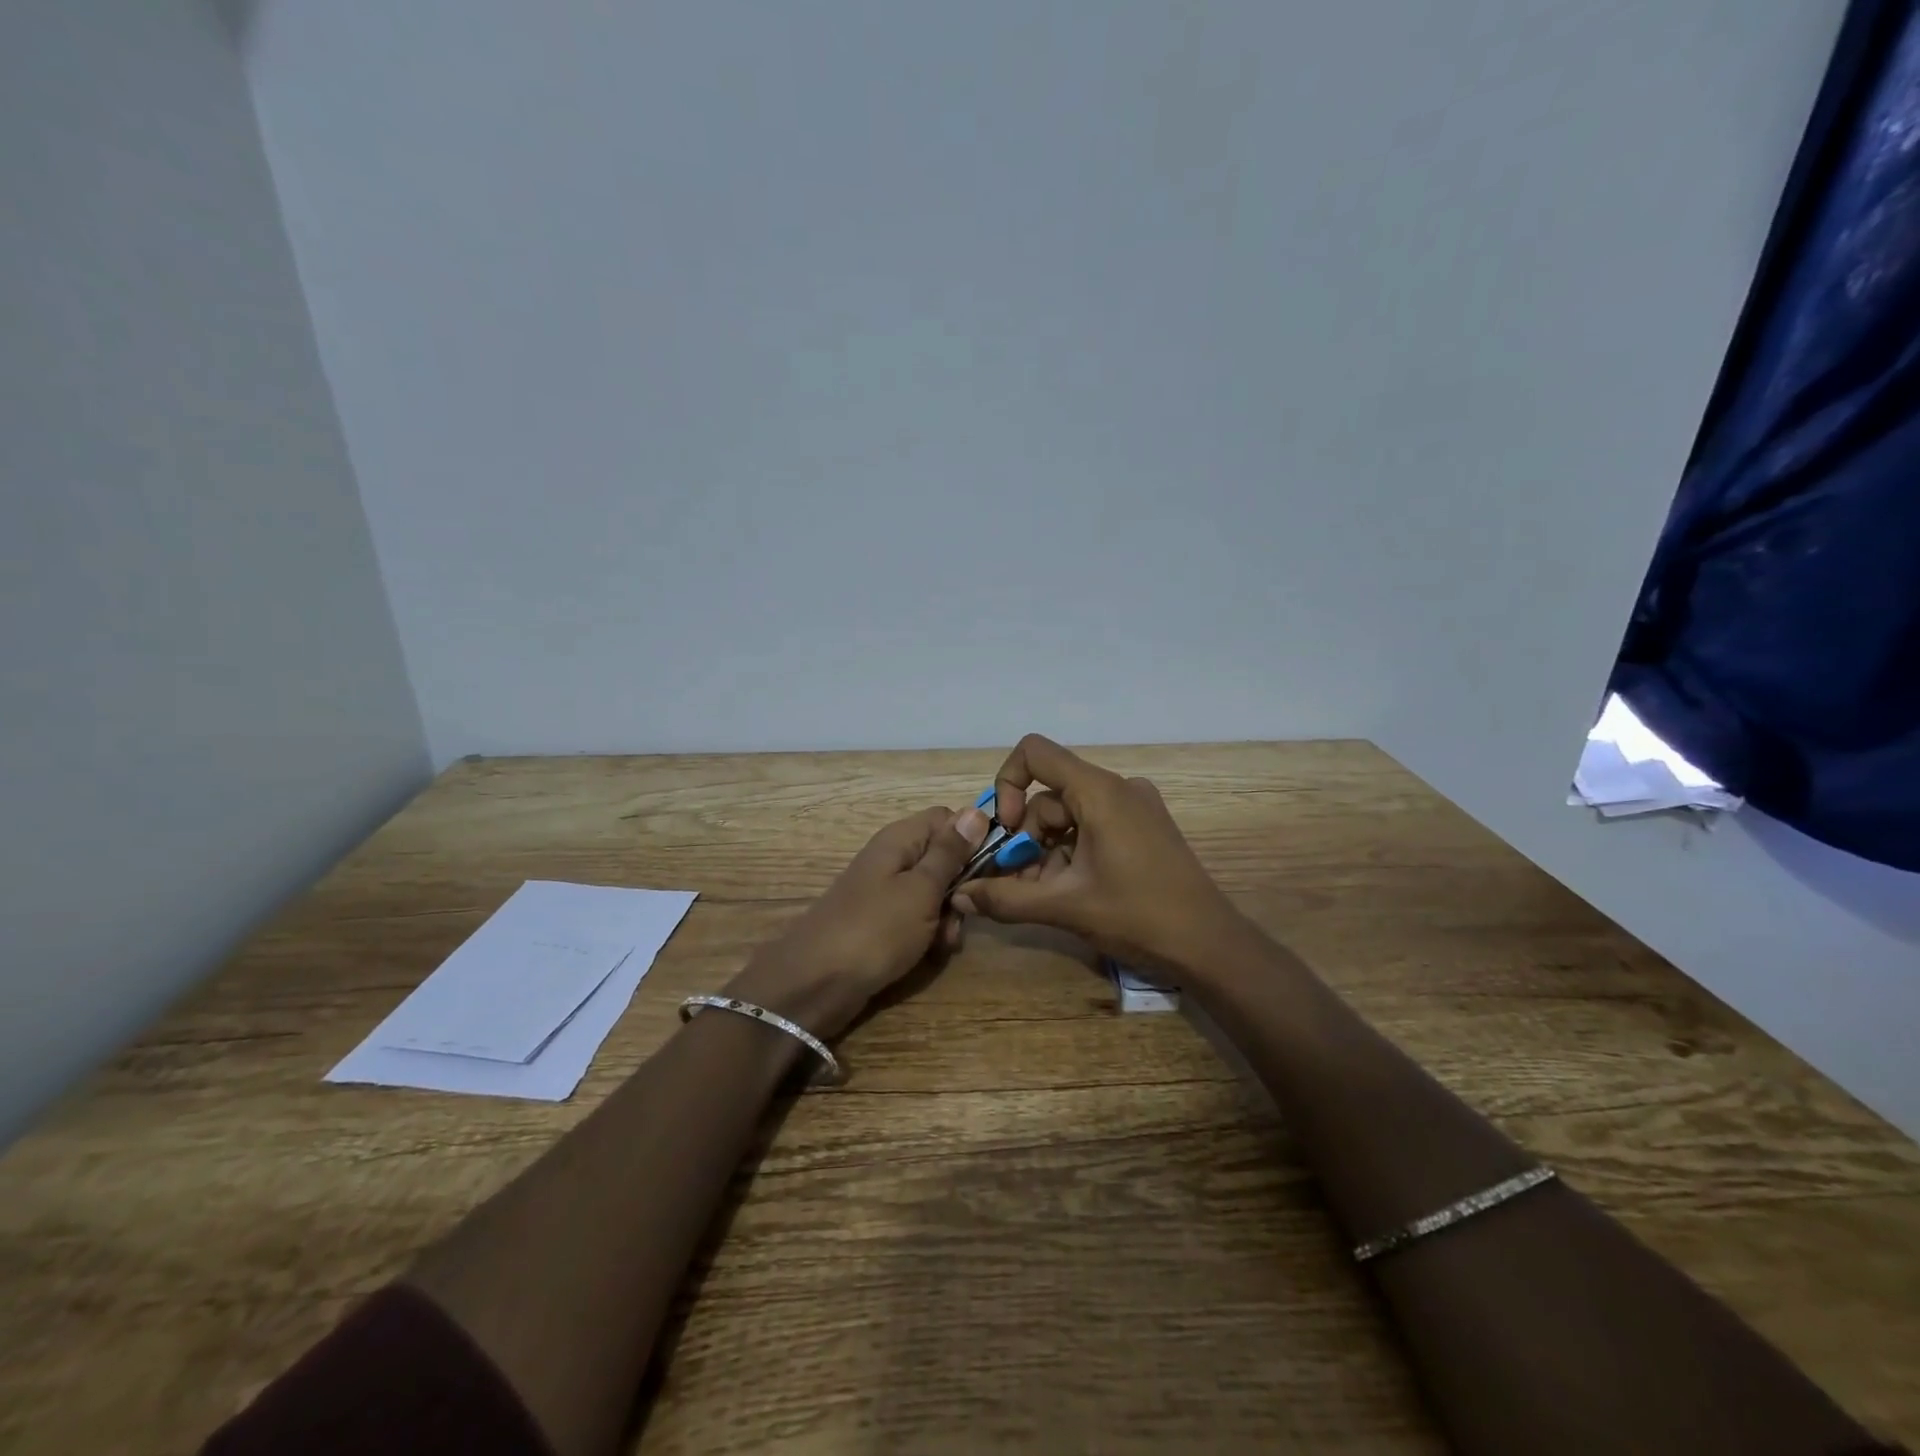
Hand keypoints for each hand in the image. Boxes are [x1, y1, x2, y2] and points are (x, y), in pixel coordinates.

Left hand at [727, 803, 991, 1038]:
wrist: (815, 984)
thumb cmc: (875, 930)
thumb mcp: (921, 889)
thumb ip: (950, 852)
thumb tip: (976, 810)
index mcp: (901, 839)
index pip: (949, 819)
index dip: (973, 839)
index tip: (990, 868)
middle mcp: (893, 858)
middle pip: (944, 858)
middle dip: (961, 887)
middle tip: (961, 913)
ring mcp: (885, 892)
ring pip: (935, 893)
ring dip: (947, 917)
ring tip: (943, 942)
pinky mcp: (881, 922)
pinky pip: (917, 919)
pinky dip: (928, 935)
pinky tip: (928, 954)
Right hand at [950, 734, 1242, 973]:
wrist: (1211, 946)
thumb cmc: (1139, 916)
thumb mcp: (1066, 907)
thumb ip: (1007, 898)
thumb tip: (960, 895)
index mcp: (1099, 791)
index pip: (1034, 753)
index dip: (1007, 784)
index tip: (1005, 830)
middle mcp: (1118, 788)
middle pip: (1049, 796)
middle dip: (1026, 838)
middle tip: (1018, 883)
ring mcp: (1135, 808)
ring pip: (1069, 817)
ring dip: (1046, 852)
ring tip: (1044, 897)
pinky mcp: (1145, 829)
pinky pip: (1093, 828)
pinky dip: (1071, 853)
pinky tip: (1069, 892)